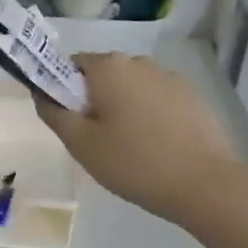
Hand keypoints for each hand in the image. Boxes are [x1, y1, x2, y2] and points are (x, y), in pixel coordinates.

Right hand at [36, 53, 242, 225]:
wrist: (206, 185)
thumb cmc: (134, 162)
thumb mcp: (81, 144)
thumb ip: (54, 113)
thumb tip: (41, 93)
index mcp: (109, 67)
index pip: (72, 65)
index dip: (64, 90)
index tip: (70, 122)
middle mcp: (140, 62)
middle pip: (103, 75)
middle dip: (95, 100)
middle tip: (96, 140)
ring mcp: (170, 78)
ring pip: (132, 88)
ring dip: (124, 108)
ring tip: (130, 148)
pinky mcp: (193, 98)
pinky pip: (158, 100)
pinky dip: (150, 116)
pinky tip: (157, 148)